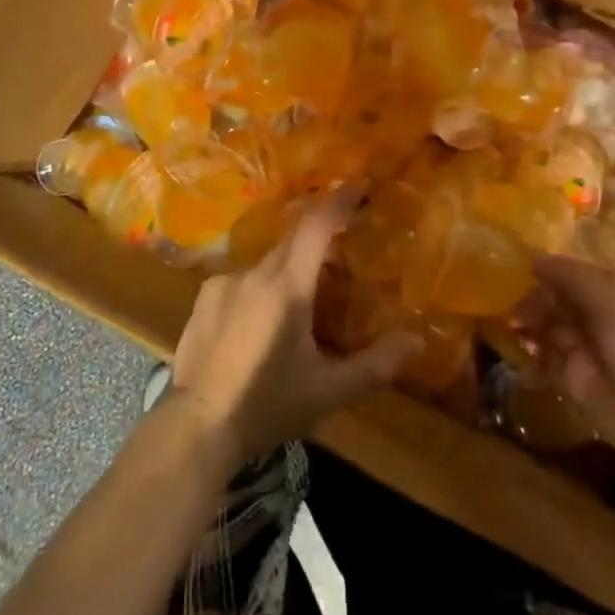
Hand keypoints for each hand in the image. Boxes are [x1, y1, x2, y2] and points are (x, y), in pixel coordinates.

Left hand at [170, 196, 419, 468]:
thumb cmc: (268, 405)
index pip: (316, 226)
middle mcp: (255, 272)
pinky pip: (241, 279)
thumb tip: (417, 342)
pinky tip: (261, 319)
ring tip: (301, 298)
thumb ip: (375, 364)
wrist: (198, 428)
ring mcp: (224, 283)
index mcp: (287, 286)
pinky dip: (260, 287)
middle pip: (293, 241)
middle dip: (319, 238)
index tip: (359, 186)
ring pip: (267, 262)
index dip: (339, 201)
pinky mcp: (204, 298)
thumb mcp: (328, 391)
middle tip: (341, 250)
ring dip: (288, 268)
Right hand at [518, 253, 614, 466]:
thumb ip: (574, 279)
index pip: (577, 271)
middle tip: (519, 308)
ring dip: (529, 321)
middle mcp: (598, 316)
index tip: (526, 266)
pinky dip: (529, 352)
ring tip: (516, 326)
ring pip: (547, 324)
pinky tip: (523, 350)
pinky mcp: (571, 377)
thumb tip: (535, 260)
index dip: (553, 268)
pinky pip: (543, 357)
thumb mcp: (613, 305)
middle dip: (537, 298)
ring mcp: (584, 347)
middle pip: (557, 297)